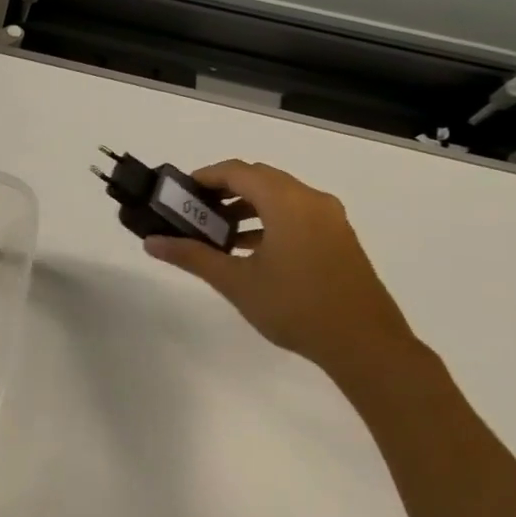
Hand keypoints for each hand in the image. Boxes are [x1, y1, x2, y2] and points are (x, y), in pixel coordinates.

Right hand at [144, 161, 415, 375]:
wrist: (364, 344)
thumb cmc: (295, 306)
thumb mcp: (235, 281)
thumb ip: (192, 256)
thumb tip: (151, 242)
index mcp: (287, 203)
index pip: (238, 172)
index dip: (204, 177)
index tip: (178, 193)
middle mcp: (312, 201)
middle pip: (259, 179)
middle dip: (223, 191)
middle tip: (192, 211)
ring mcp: (330, 220)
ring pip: (279, 197)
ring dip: (245, 207)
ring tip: (215, 233)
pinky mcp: (338, 239)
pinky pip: (296, 214)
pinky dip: (268, 221)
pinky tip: (248, 250)